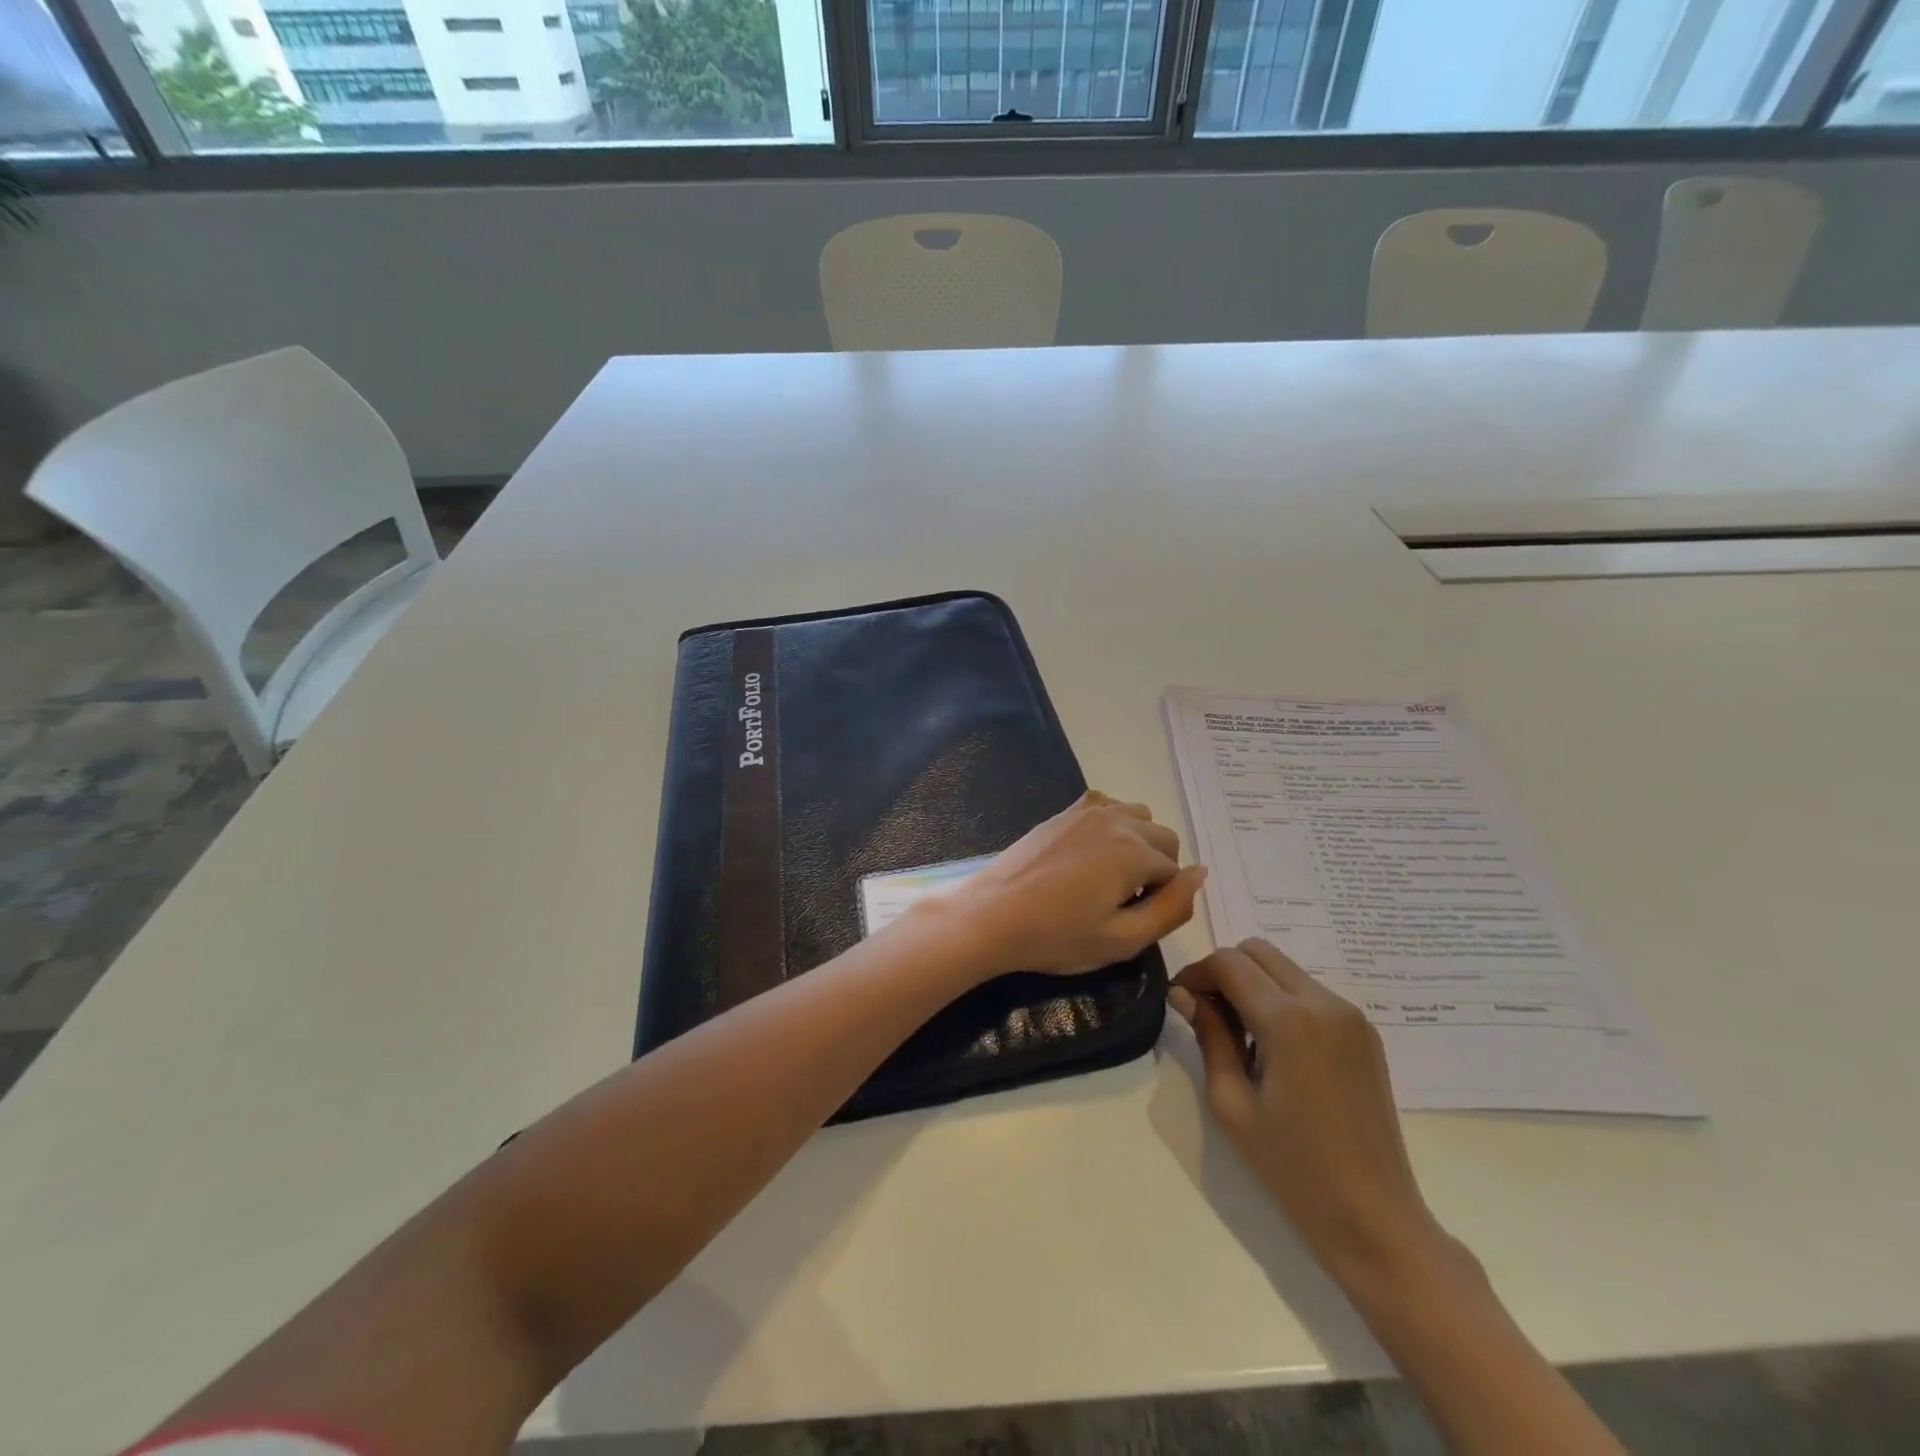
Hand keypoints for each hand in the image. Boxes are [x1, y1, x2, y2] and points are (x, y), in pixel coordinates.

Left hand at [935, 791, 1206, 979]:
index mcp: (1135, 851)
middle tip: (1122, 901)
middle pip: (1163, 839)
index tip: (1130, 919)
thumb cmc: (1057, 936)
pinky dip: (1114, 825)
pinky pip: (1108, 806)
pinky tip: (1091, 853)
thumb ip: (1172, 908)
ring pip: (1139, 817)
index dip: (1161, 901)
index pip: (1175, 873)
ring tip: (1109, 877)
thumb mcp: (1123, 939)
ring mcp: (1087, 810)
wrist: (992, 915)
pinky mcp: (1064, 811)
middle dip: (1156, 868)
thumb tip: (1200, 874)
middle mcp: (1116, 820)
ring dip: (1138, 843)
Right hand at [1170, 939, 1449, 1286]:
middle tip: (1206, 1012)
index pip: (1229, 962)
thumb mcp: (1231, 1103)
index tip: (1180, 1000)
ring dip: (1253, 985)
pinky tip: (1274, 1048)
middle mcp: (1324, 1003)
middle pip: (1258, 952)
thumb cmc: (1292, 1167)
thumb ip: (1208, 1036)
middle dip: (1224, 971)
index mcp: (1289, 1020)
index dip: (1196, 972)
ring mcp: (1351, 1016)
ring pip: (1285, 969)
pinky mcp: (1365, 1033)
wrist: (1374, 1219)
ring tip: (1239, 1035)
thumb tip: (1184, 994)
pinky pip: (1310, 993)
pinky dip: (1281, 1001)